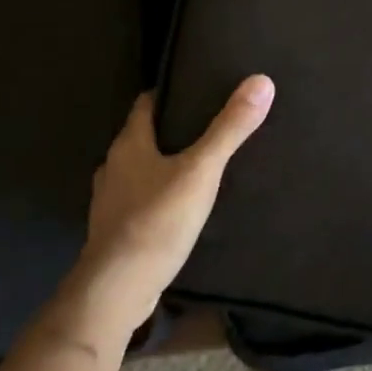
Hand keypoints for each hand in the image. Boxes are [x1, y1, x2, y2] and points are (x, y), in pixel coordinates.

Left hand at [56, 76, 274, 347]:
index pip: (145, 103)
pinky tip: (181, 205)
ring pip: (139, 169)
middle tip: (208, 124)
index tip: (195, 87)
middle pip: (142, 136)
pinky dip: (158, 195)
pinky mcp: (115, 231)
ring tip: (199, 165)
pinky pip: (139, 200)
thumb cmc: (157, 220)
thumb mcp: (202, 170)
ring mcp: (110, 201)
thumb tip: (261, 81)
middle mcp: (113, 166)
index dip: (168, 92)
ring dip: (163, 164)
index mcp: (128, 144)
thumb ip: (230, 129)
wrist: (118, 290)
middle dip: (171, 129)